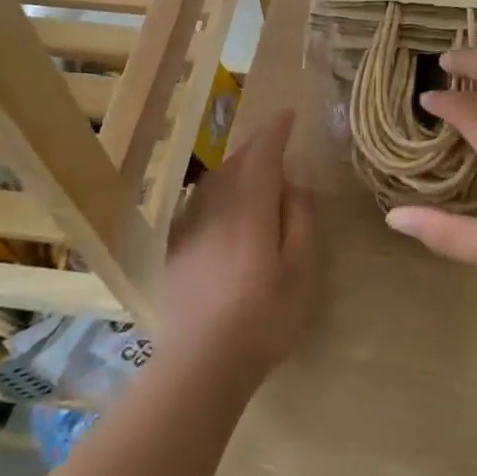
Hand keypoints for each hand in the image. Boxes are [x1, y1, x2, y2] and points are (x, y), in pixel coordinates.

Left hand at [162, 110, 315, 376]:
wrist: (203, 360)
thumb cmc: (265, 315)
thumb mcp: (300, 267)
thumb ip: (298, 217)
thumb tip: (294, 181)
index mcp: (250, 204)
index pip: (263, 153)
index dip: (276, 131)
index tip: (288, 115)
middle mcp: (215, 205)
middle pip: (236, 162)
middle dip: (256, 147)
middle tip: (276, 142)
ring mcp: (190, 225)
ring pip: (214, 181)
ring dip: (235, 167)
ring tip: (253, 171)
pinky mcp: (176, 247)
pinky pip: (198, 202)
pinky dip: (216, 192)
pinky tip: (223, 206)